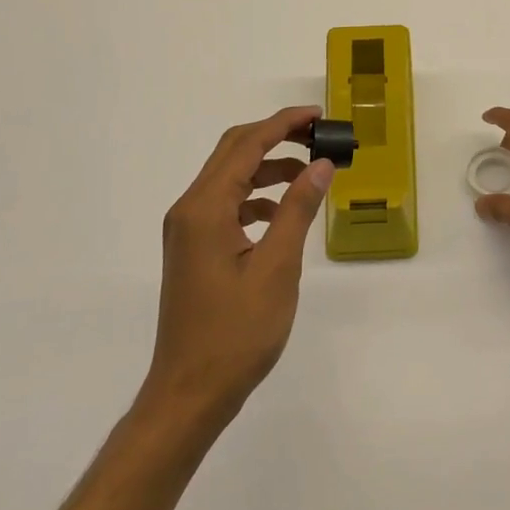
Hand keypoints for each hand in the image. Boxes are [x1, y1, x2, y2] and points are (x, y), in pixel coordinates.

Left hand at [142, 106, 334, 427]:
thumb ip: (298, 210)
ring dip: (268, 168)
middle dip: (276, 137)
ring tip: (310, 175)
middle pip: (233, 152)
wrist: (189, 393)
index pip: (247, 145)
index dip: (284, 124)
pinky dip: (256, 197)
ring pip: (230, 178)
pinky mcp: (193, 248)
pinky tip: (283, 214)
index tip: (319, 115)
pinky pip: (226, 205)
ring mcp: (187, 230)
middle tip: (318, 136)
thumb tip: (322, 165)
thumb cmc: (236, 333)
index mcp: (205, 208)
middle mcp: (189, 209)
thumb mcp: (277, 268)